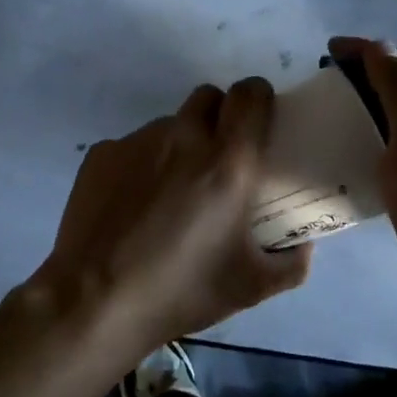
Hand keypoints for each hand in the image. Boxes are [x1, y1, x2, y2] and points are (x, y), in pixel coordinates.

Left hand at [31, 78, 312, 358]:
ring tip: (170, 192)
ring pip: (169, 124)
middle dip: (220, 116)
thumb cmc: (181, 291)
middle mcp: (183, 138)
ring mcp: (136, 142)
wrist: (94, 302)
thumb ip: (291, 263)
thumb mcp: (251, 287)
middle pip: (208, 97)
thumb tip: (302, 244)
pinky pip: (133, 146)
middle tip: (220, 157)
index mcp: (227, 162)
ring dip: (180, 144)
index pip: (250, 94)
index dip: (258, 98)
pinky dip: (142, 165)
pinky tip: (133, 205)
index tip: (260, 121)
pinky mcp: (101, 155)